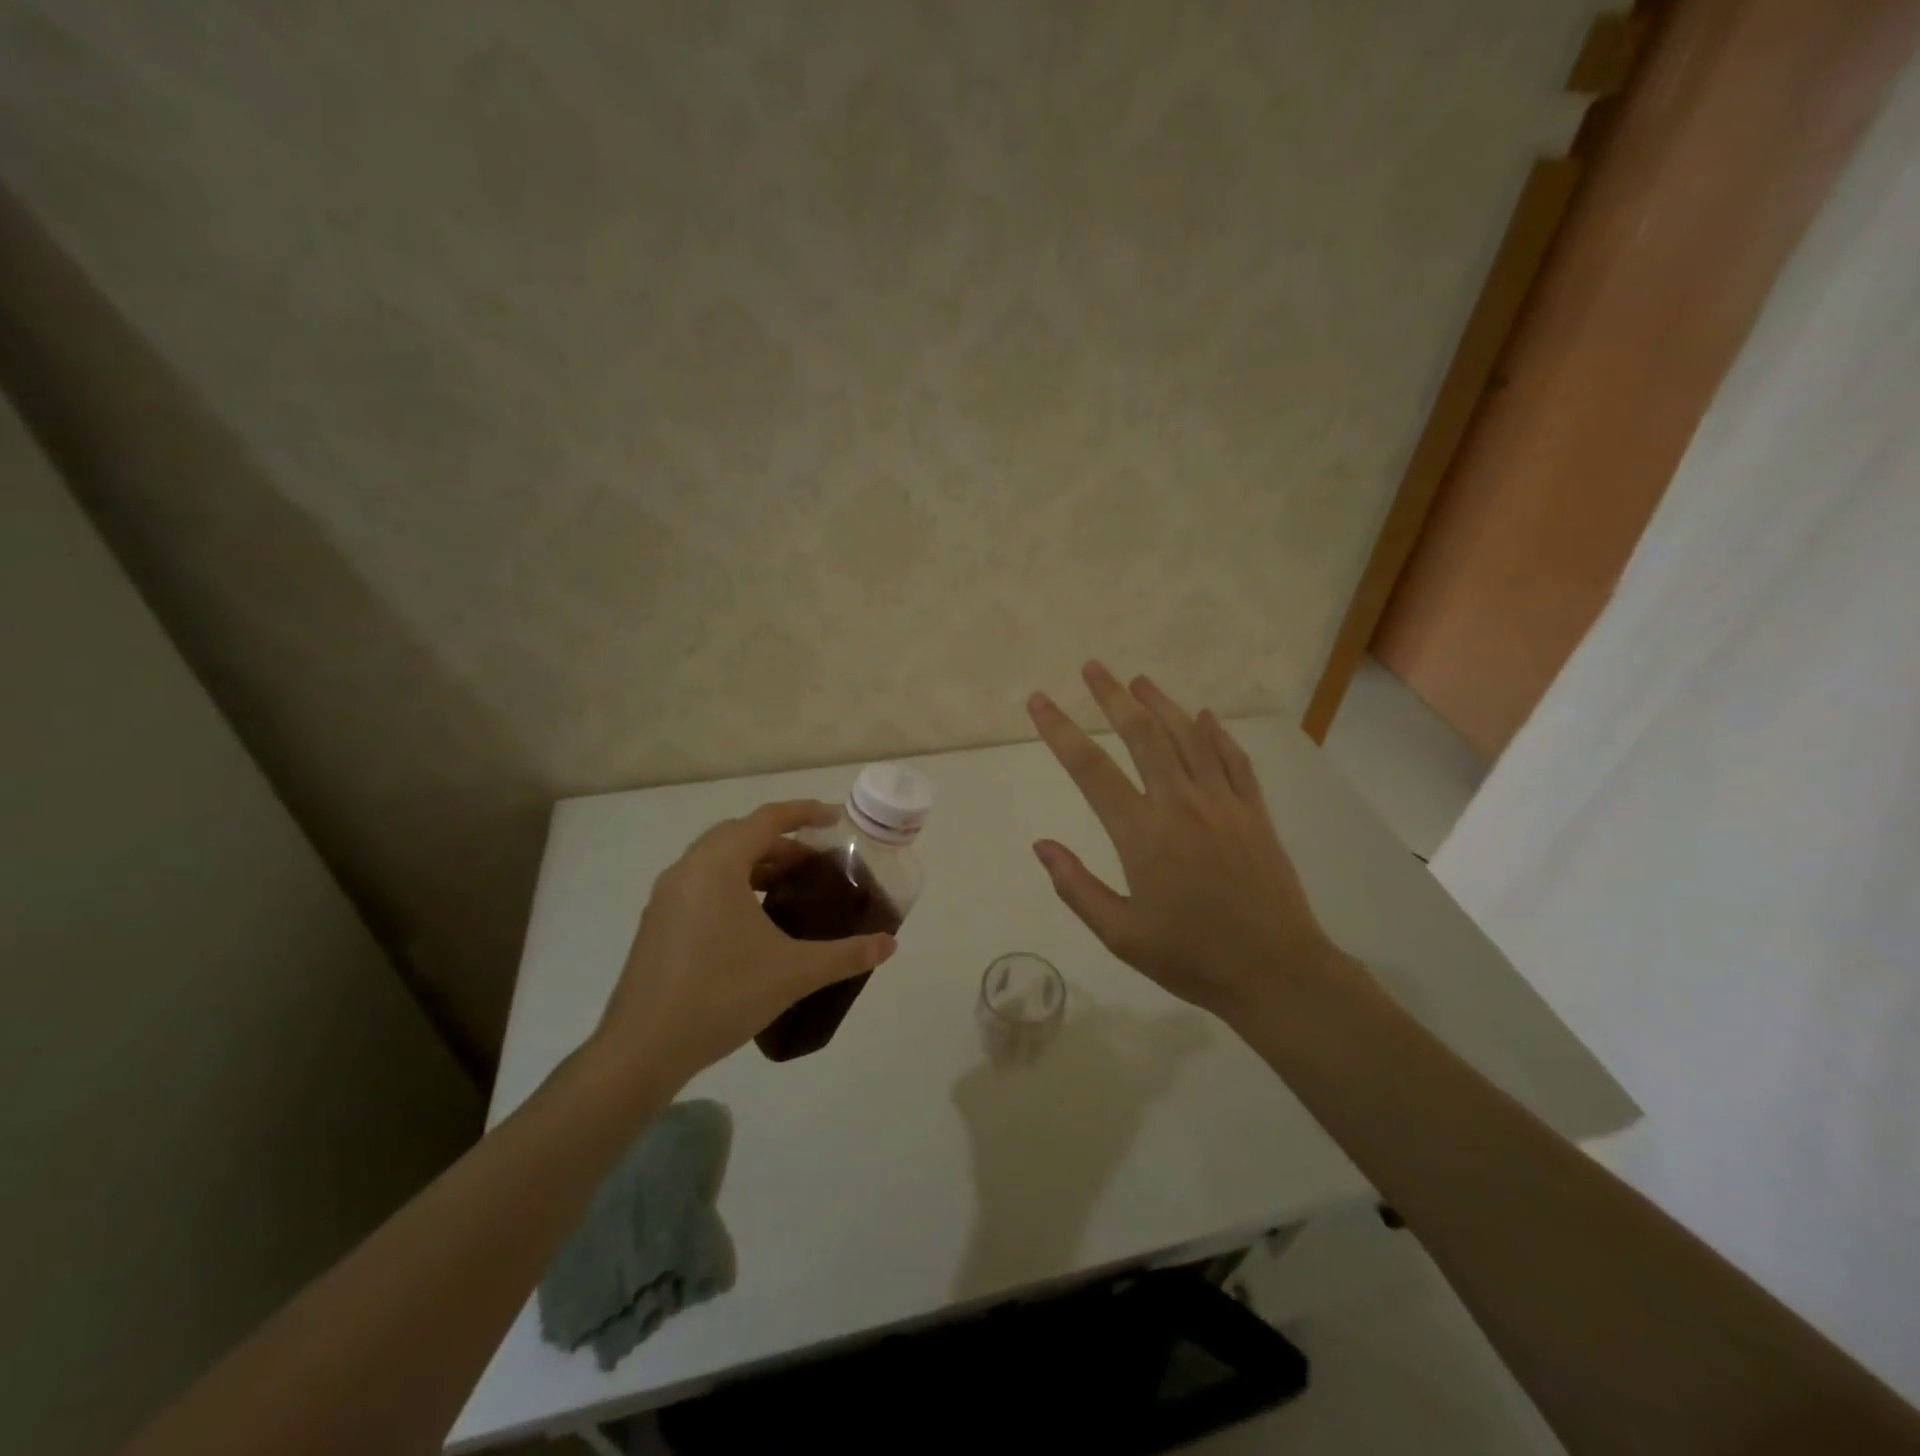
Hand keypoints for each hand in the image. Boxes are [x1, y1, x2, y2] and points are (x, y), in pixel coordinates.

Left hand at [588, 801, 897, 1090]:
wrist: (642, 1049)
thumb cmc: (721, 995)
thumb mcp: (794, 972)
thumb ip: (846, 954)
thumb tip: (889, 945)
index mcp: (718, 865)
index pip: (767, 819)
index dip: (805, 813)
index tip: (836, 819)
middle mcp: (687, 869)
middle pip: (741, 835)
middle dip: (782, 841)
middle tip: (817, 862)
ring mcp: (666, 897)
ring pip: (718, 860)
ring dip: (756, 864)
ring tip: (790, 889)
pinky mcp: (656, 923)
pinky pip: (702, 884)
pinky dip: (733, 885)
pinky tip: (753, 922)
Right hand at [1027, 662, 1354, 1023]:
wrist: (1276, 972)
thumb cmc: (1191, 958)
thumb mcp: (1120, 935)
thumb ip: (1077, 887)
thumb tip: (1042, 845)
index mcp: (1142, 835)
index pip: (1090, 770)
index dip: (1060, 731)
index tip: (1039, 702)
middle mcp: (1181, 804)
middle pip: (1142, 735)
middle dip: (1113, 697)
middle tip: (1093, 667)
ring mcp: (1223, 803)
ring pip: (1189, 737)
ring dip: (1162, 703)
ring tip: (1139, 680)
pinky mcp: (1254, 812)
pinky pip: (1233, 759)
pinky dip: (1216, 733)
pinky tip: (1205, 716)